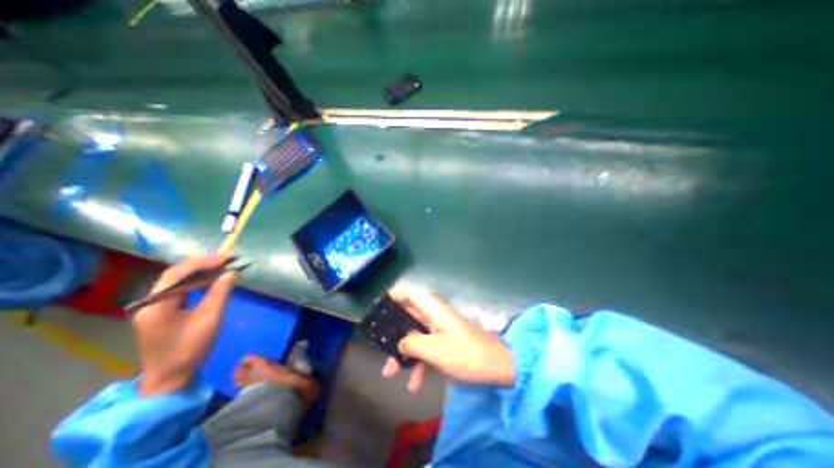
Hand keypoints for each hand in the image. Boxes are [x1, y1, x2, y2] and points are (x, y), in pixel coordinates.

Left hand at [133, 254, 236, 395]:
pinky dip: (198, 281)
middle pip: (176, 274)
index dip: (204, 262)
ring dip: (201, 271)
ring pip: (178, 280)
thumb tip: (231, 272)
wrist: (170, 378)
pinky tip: (212, 279)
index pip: (178, 273)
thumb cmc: (190, 349)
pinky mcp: (162, 312)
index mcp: (157, 305)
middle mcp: (151, 302)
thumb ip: (220, 293)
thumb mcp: (210, 319)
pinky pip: (180, 289)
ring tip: (224, 266)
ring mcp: (154, 307)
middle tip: (228, 259)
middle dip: (203, 264)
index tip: (228, 257)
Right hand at [383, 283, 514, 392]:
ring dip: (403, 353)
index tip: (379, 305)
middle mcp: (435, 316)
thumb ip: (412, 343)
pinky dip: (419, 364)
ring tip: (389, 372)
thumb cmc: (465, 354)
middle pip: (408, 317)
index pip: (411, 293)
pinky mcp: (445, 345)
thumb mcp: (434, 349)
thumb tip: (399, 342)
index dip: (396, 295)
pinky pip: (426, 350)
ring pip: (415, 336)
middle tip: (378, 343)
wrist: (497, 368)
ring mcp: (440, 331)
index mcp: (433, 309)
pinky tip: (414, 385)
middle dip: (393, 331)